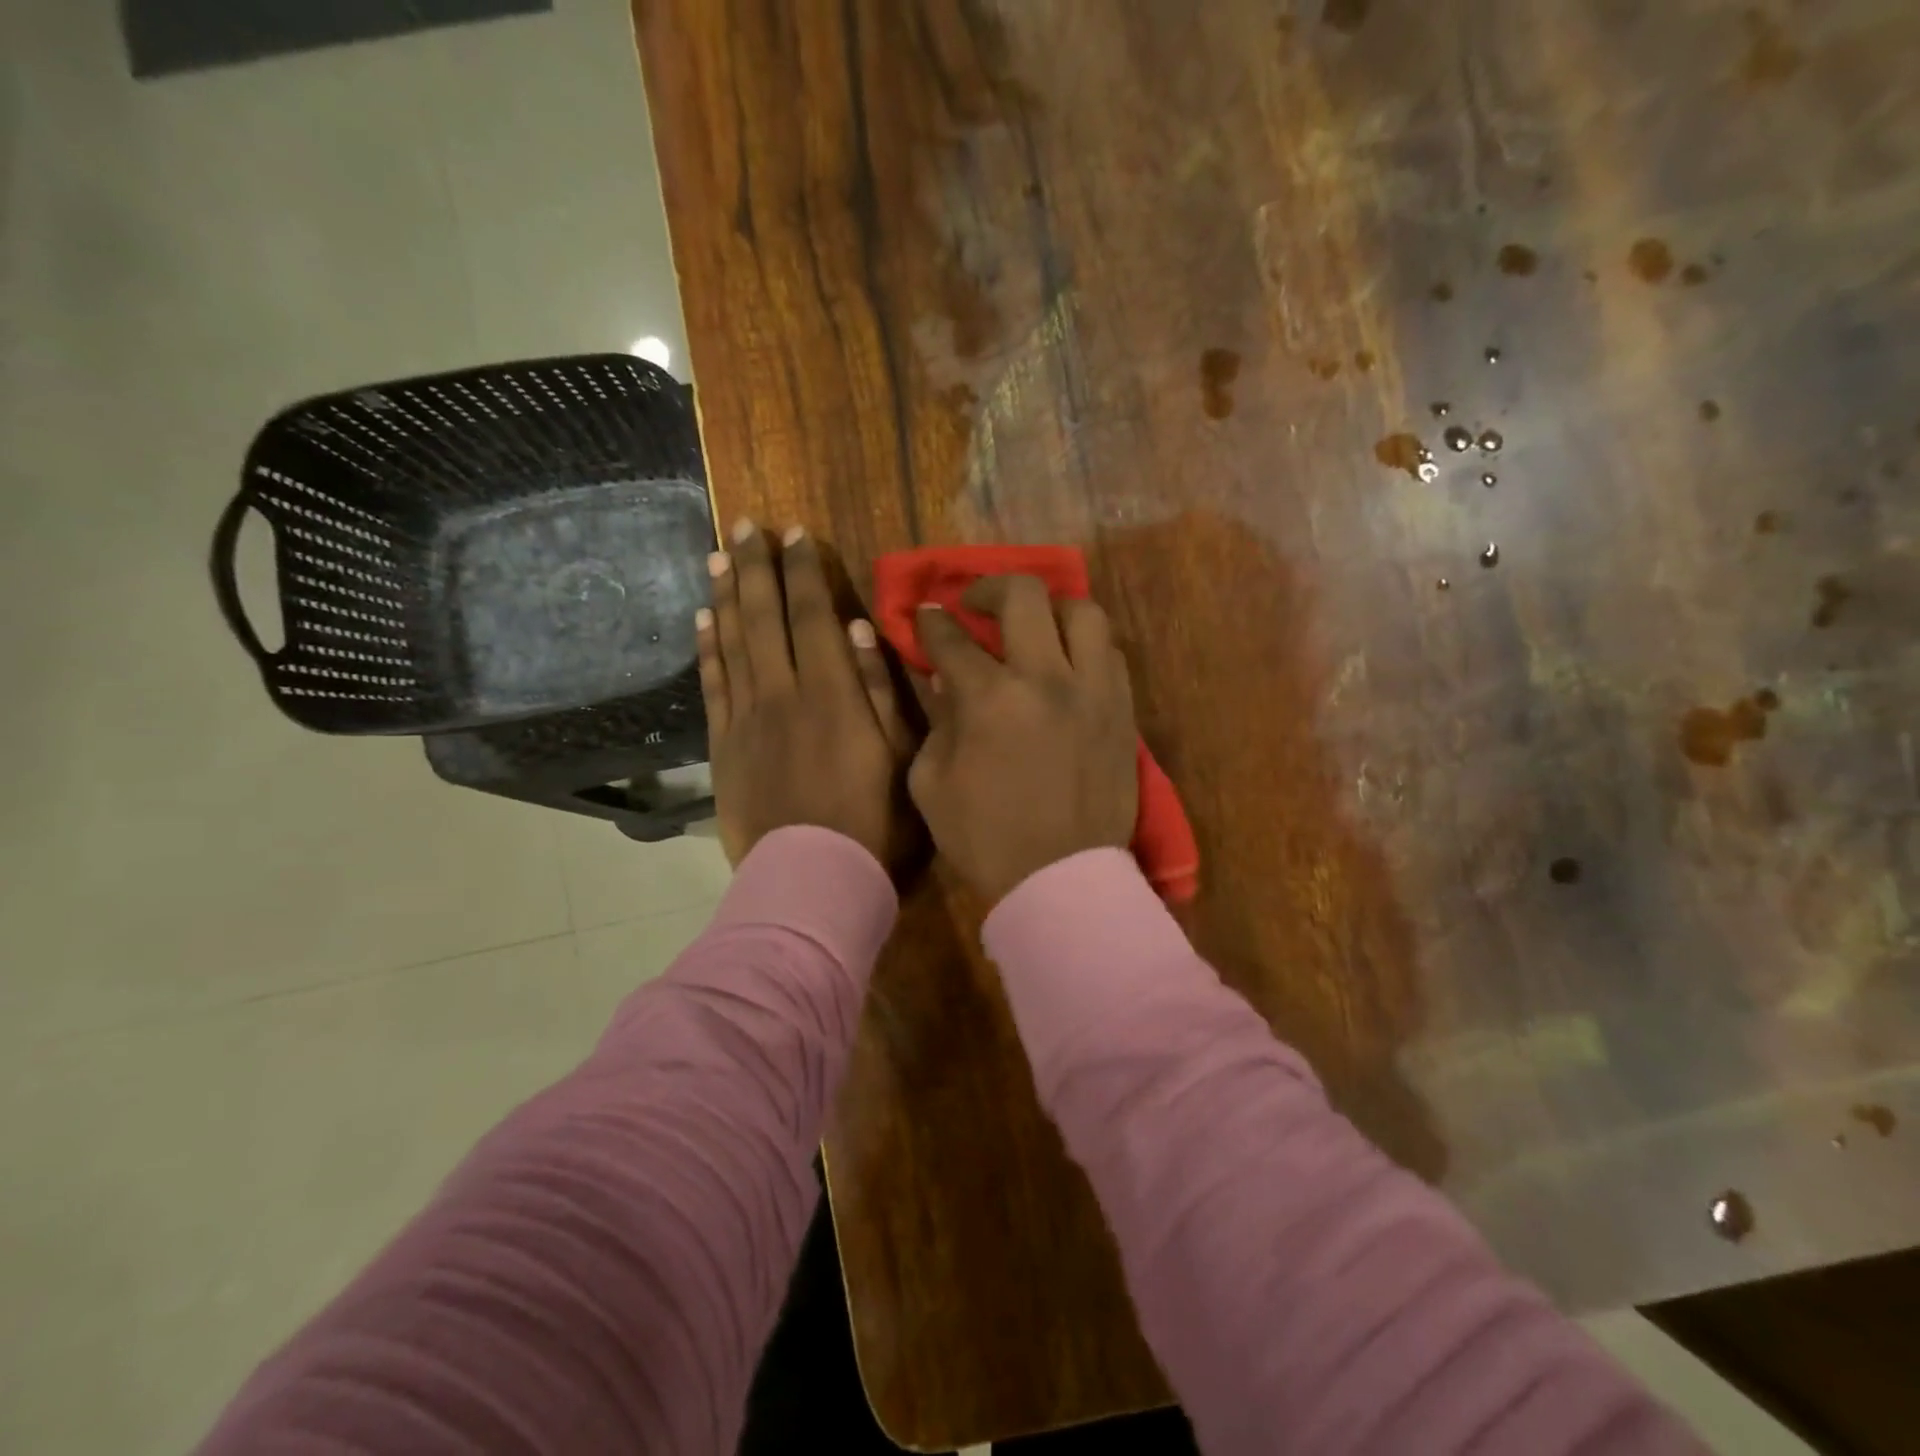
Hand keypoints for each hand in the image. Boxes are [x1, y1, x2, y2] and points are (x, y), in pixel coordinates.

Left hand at [698, 521, 914, 868]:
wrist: (814, 878)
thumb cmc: (874, 821)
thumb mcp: (902, 756)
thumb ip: (881, 690)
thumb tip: (857, 629)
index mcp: (831, 692)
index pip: (812, 614)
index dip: (802, 570)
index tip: (793, 533)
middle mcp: (782, 692)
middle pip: (763, 616)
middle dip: (755, 566)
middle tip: (745, 525)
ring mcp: (746, 718)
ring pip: (731, 642)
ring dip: (725, 594)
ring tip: (718, 556)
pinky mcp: (724, 746)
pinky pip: (711, 685)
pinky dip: (705, 648)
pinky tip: (701, 619)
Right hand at [907, 575, 1137, 904]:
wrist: (1060, 880)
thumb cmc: (985, 838)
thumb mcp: (932, 784)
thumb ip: (937, 722)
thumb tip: (950, 682)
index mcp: (991, 699)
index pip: (952, 638)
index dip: (931, 622)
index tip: (926, 616)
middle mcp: (1047, 679)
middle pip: (1024, 595)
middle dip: (988, 587)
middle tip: (975, 604)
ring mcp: (1094, 691)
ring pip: (1083, 612)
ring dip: (1049, 608)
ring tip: (1033, 624)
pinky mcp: (1122, 710)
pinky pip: (1109, 653)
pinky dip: (1083, 645)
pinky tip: (1067, 660)